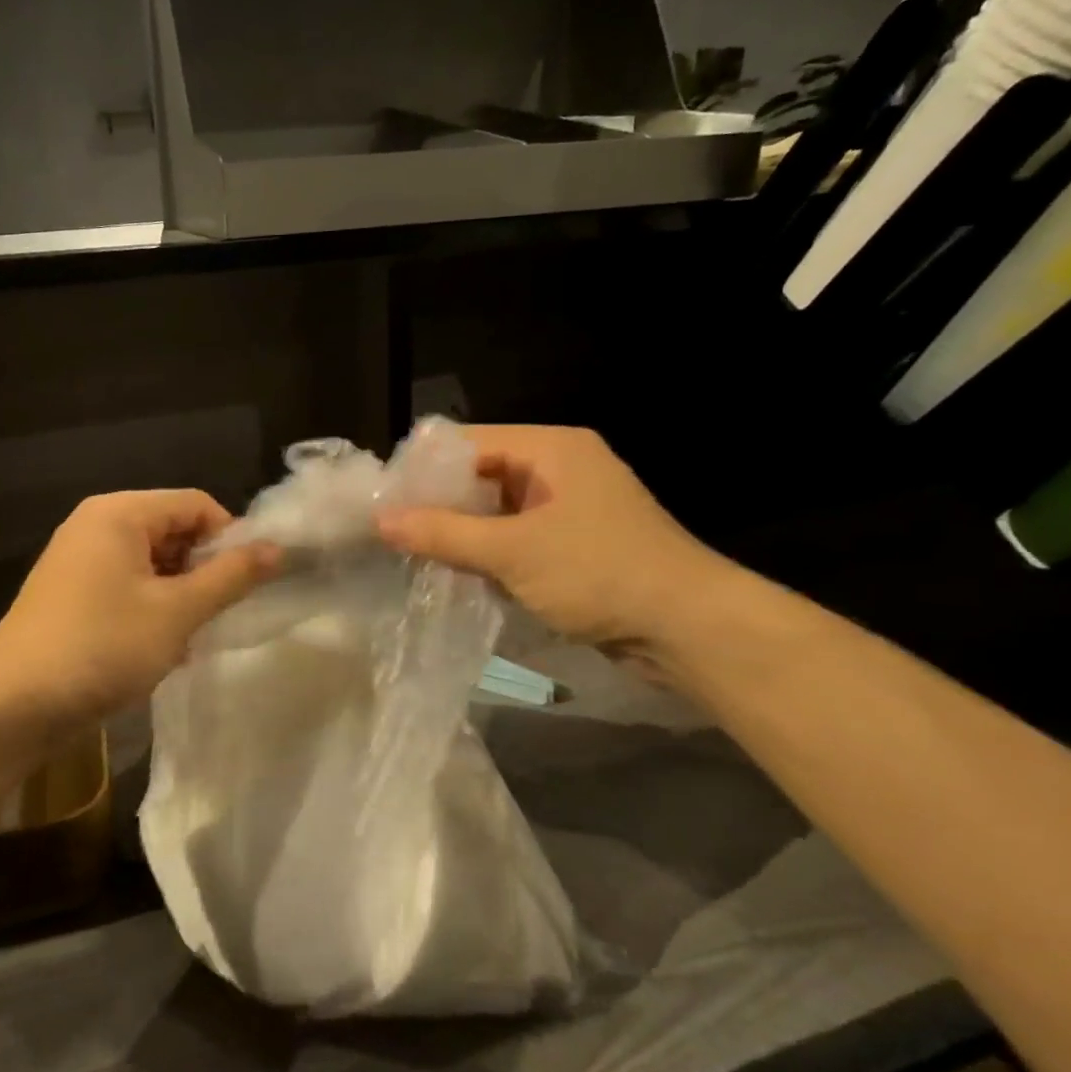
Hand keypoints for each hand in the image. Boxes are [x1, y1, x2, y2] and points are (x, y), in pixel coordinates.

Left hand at [0, 490, 279, 728]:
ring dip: (179, 597)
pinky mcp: (70, 595)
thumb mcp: (177, 612)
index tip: (247, 584)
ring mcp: (78, 560)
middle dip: (202, 571)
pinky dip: (150, 610)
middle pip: (172, 530)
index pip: (195, 504)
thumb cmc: (101, 647)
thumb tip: (277, 548)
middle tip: (218, 616)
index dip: (229, 538)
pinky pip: (126, 587)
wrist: (10, 708)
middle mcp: (96, 524)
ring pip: (151, 564)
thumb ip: (231, 577)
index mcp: (120, 512)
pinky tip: (159, 650)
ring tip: (188, 639)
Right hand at [377, 425, 727, 653]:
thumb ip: (442, 533)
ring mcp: (571, 506)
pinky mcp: (576, 542)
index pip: (468, 442)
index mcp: (551, 448)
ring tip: (414, 552)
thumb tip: (380, 519)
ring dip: (463, 530)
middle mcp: (561, 467)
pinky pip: (518, 535)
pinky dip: (490, 551)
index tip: (383, 500)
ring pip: (498, 508)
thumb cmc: (599, 573)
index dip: (423, 468)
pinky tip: (458, 572)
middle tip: (392, 530)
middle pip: (481, 473)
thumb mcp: (511, 552)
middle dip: (439, 502)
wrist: (690, 629)